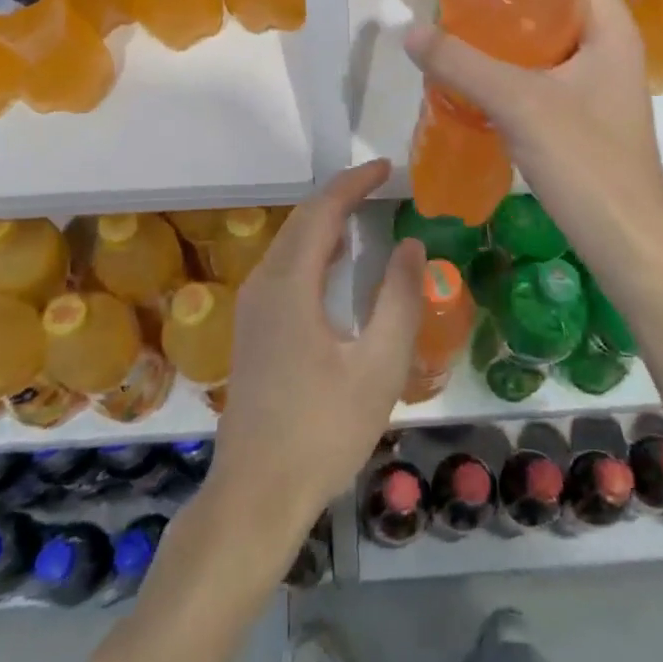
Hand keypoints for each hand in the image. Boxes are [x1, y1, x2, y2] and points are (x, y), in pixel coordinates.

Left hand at [211, 159, 424, 541]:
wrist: (256, 494)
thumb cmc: (323, 431)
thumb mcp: (378, 367)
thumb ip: (400, 299)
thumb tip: (410, 243)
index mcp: (290, 284)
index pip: (322, 211)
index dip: (354, 183)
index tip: (386, 168)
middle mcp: (263, 283)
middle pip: (302, 220)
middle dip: (340, 195)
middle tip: (381, 185)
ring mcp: (252, 306)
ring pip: (290, 242)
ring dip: (325, 221)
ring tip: (365, 215)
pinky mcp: (252, 327)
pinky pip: (284, 266)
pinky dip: (313, 248)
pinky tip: (337, 266)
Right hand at [404, 0, 662, 275]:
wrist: (627, 242)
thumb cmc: (586, 162)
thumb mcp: (518, 105)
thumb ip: (462, 65)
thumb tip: (410, 32)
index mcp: (610, 27)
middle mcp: (610, 44)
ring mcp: (600, 80)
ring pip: (553, 33)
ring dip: (512, 27)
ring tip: (462, 26)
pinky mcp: (586, 110)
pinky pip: (548, 68)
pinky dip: (515, 61)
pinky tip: (479, 73)